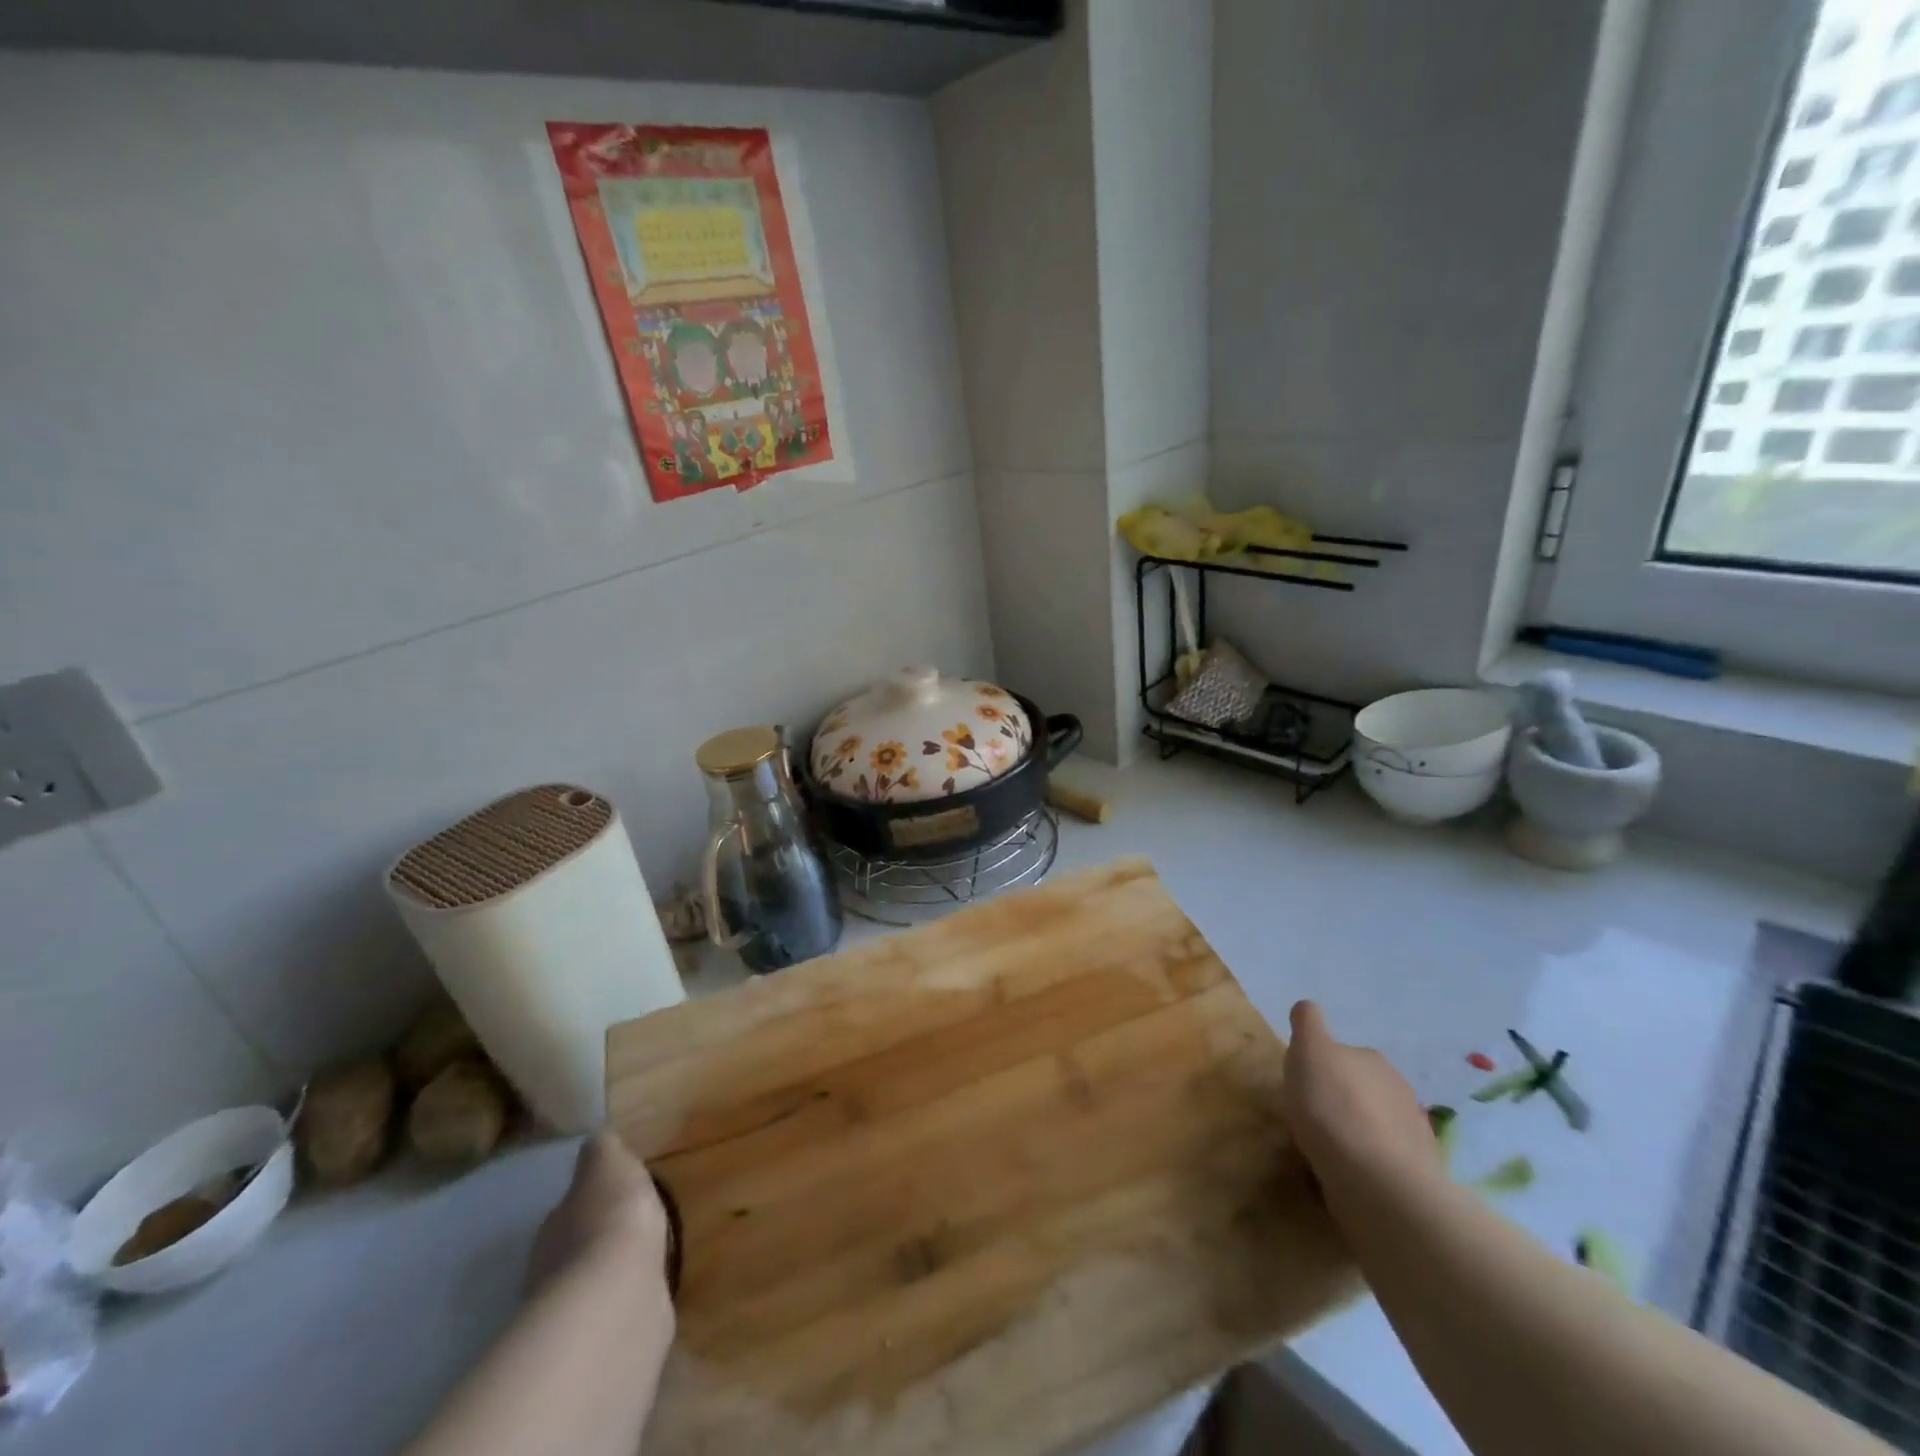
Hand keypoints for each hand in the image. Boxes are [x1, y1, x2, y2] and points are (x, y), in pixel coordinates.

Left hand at [529, 1132, 675, 1302]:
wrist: (617, 1296)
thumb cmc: (611, 1219)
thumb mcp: (609, 1165)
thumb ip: (602, 1152)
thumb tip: (595, 1137)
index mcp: (554, 1223)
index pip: (568, 1208)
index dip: (589, 1201)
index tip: (611, 1196)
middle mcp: (551, 1269)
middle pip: (573, 1248)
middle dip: (596, 1240)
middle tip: (626, 1230)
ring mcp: (571, 1312)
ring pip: (589, 1284)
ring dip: (607, 1275)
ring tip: (639, 1262)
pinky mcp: (598, 1341)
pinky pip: (610, 1312)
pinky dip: (622, 1303)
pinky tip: (642, 1295)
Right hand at [1280, 1001, 1440, 1197]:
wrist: (1376, 1179)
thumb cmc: (1333, 1106)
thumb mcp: (1308, 1050)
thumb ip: (1307, 1023)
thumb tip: (1308, 1007)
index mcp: (1372, 1059)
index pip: (1343, 1053)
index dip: (1321, 1066)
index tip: (1303, 1083)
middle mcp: (1399, 1089)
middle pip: (1362, 1087)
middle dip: (1342, 1097)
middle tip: (1312, 1115)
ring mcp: (1412, 1132)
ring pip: (1374, 1123)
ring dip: (1355, 1130)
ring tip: (1328, 1149)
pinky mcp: (1415, 1172)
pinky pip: (1383, 1158)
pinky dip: (1367, 1160)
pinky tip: (1348, 1172)